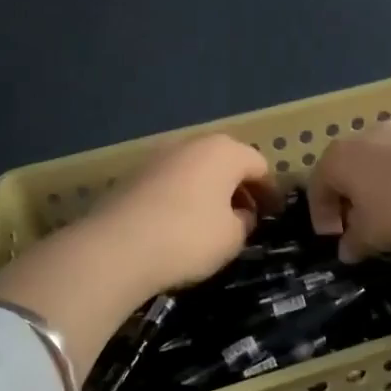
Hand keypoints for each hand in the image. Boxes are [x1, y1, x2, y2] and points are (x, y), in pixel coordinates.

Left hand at [91, 133, 282, 291]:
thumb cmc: (188, 237)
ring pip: (196, 170)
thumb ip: (244, 221)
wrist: (116, 247)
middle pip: (226, 162)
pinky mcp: (133, 174)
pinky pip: (171, 182)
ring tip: (213, 222)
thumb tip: (239, 213)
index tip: (274, 214)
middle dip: (239, 187)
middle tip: (247, 216)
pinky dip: (183, 197)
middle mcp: (191, 143)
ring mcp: (159, 156)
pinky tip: (181, 223)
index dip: (270, 191)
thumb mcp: (232, 237)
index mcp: (224, 151)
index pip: (259, 165)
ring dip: (209, 191)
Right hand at [305, 121, 390, 260]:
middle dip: (349, 196)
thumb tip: (346, 250)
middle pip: (349, 166)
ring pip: (381, 160)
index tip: (333, 237)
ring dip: (379, 186)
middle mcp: (368, 136)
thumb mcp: (372, 236)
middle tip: (358, 225)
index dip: (321, 213)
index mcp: (342, 156)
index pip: (318, 183)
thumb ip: (354, 242)